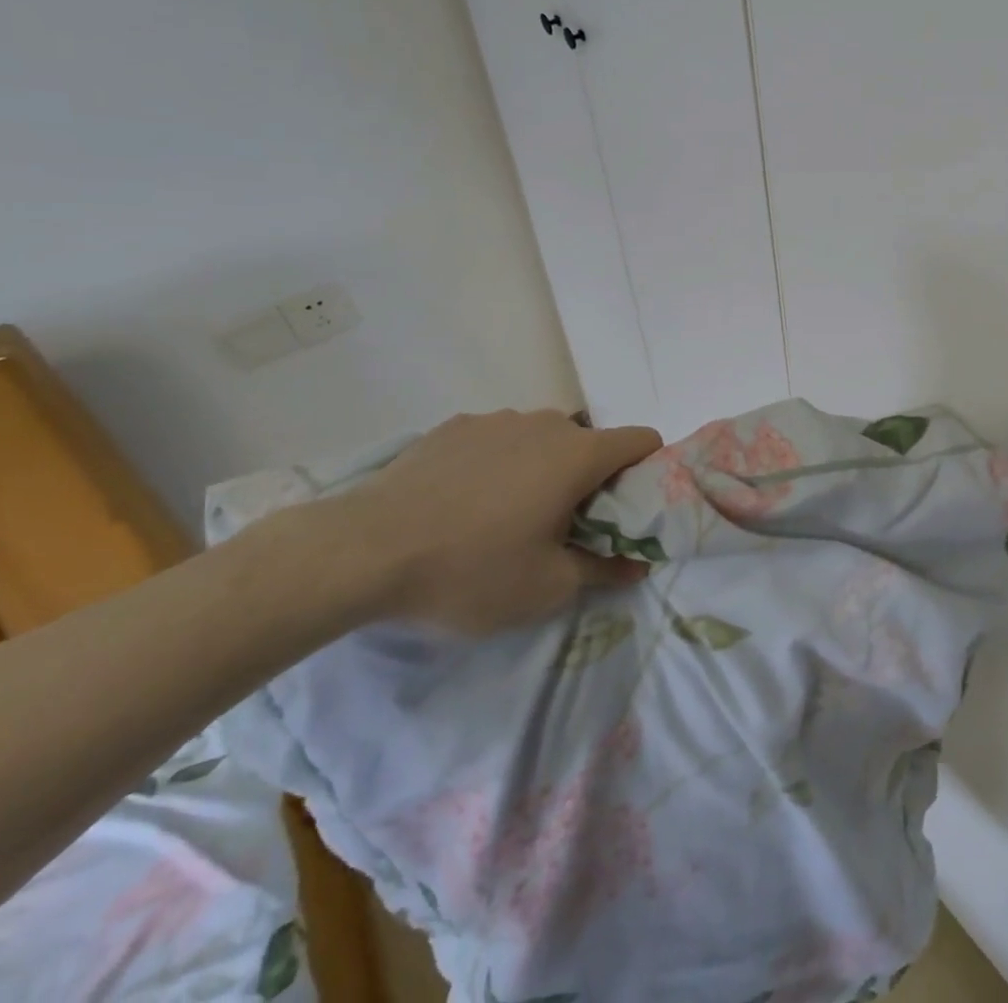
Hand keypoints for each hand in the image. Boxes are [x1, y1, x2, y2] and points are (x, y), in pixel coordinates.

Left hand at [286, 409, 663, 634]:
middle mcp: (546, 424)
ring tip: (503, 516)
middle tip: (561, 526)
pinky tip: (461, 503)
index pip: (642, 441)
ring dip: (541, 469)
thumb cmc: (470, 570)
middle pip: (590, 443)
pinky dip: (497, 464)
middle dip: (588, 479)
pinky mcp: (454, 426)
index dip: (647, 471)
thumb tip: (637, 564)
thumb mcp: (547, 588)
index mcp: (579, 454)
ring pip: (541, 440)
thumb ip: (604, 570)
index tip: (625, 510)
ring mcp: (496, 420)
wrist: (361, 552)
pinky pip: (497, 441)